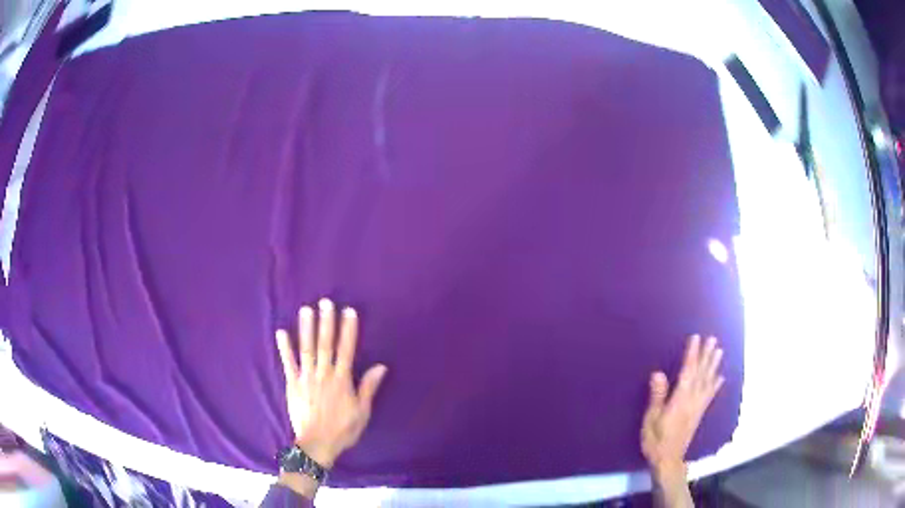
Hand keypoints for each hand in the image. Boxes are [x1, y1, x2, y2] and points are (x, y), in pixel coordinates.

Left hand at [276, 298, 387, 468]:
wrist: (317, 444)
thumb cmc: (343, 429)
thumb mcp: (362, 411)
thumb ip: (368, 387)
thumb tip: (381, 366)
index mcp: (342, 380)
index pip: (346, 349)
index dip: (348, 330)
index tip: (348, 311)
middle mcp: (324, 374)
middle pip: (325, 344)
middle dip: (326, 322)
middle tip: (326, 302)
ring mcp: (306, 378)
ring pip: (307, 349)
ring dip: (306, 329)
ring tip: (306, 310)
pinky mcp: (293, 384)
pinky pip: (288, 363)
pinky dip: (284, 348)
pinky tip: (281, 332)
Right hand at [641, 335, 724, 478]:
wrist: (668, 460)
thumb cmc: (656, 440)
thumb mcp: (651, 420)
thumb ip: (657, 397)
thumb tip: (659, 374)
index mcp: (680, 400)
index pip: (687, 372)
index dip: (692, 355)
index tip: (696, 338)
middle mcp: (692, 400)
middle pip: (701, 374)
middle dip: (706, 356)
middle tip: (712, 339)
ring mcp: (698, 407)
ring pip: (708, 382)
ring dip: (713, 366)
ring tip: (719, 351)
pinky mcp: (699, 413)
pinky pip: (710, 396)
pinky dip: (716, 385)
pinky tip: (720, 377)